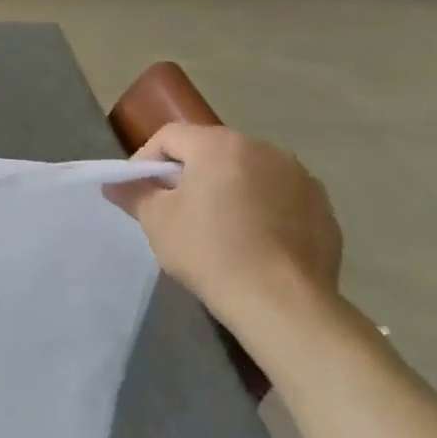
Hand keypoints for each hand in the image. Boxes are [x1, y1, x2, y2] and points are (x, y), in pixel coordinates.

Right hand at [107, 123, 341, 326]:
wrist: (281, 301)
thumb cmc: (209, 251)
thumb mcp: (157, 221)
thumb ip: (134, 193)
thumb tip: (114, 183)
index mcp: (221, 145)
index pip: (170, 136)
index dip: (146, 159)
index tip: (138, 191)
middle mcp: (265, 149)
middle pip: (211, 149)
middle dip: (187, 173)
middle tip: (172, 208)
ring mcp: (300, 177)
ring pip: (248, 172)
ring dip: (226, 188)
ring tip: (215, 225)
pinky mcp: (323, 208)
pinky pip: (278, 196)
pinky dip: (260, 208)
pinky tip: (251, 240)